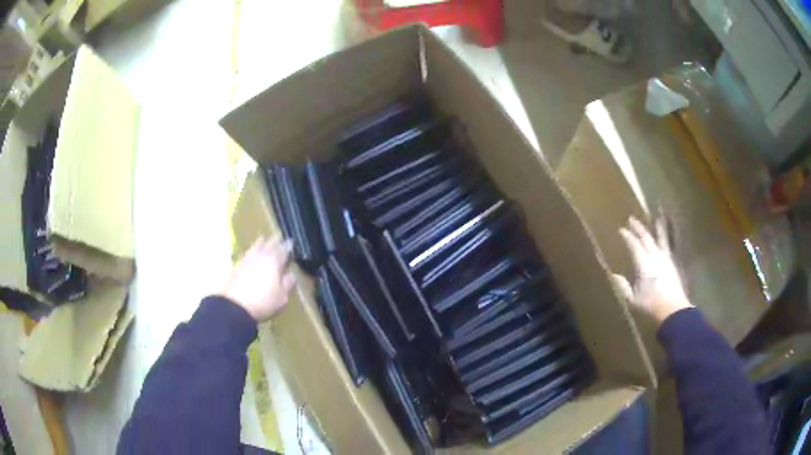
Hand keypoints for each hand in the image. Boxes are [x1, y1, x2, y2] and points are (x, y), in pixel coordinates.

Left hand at [220, 238, 295, 321]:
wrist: (236, 306)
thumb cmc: (263, 302)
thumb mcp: (281, 297)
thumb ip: (288, 284)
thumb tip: (292, 275)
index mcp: (274, 262)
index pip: (283, 250)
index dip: (287, 246)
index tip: (291, 242)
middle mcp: (261, 256)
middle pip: (268, 244)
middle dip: (274, 240)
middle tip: (278, 237)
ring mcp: (247, 260)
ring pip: (255, 246)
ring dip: (261, 242)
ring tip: (263, 239)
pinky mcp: (236, 266)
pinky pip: (246, 254)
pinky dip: (251, 251)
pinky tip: (250, 254)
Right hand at [611, 215, 692, 324]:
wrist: (673, 309)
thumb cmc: (651, 305)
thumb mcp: (633, 299)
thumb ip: (623, 286)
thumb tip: (614, 275)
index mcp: (644, 264)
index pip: (634, 245)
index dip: (627, 237)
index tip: (621, 230)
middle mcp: (655, 256)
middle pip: (646, 238)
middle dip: (639, 228)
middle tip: (632, 219)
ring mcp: (666, 258)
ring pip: (661, 238)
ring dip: (658, 226)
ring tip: (657, 215)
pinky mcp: (673, 263)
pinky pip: (669, 245)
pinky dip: (668, 237)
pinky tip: (667, 235)